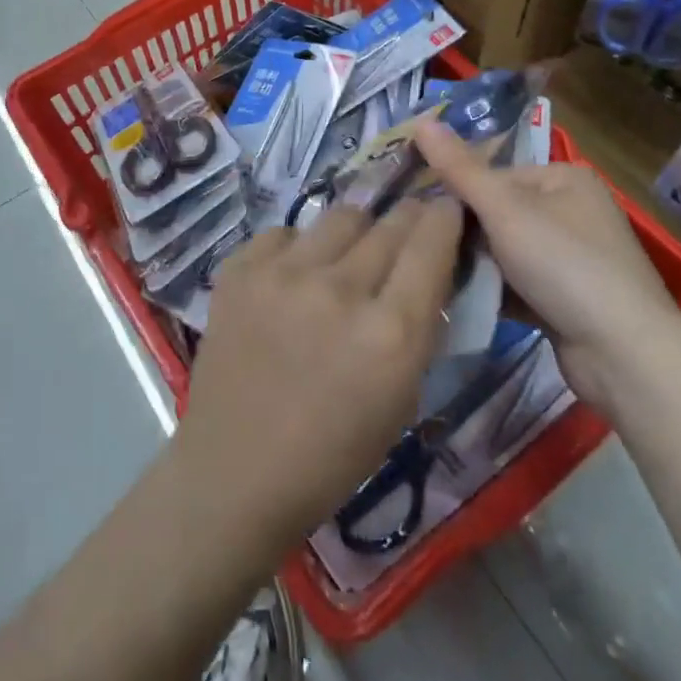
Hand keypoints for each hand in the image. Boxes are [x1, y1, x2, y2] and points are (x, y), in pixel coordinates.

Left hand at [175, 197, 462, 553]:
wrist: (234, 471)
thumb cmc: (331, 455)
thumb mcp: (400, 399)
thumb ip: (418, 329)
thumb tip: (426, 272)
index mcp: (390, 333)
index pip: (430, 244)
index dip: (444, 219)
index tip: (446, 209)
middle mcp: (339, 289)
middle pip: (387, 223)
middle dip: (406, 220)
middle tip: (406, 227)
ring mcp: (282, 273)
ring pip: (339, 217)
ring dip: (354, 233)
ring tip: (346, 258)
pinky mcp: (239, 269)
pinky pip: (284, 233)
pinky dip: (297, 249)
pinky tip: (291, 280)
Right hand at [413, 120, 680, 407]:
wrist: (624, 355)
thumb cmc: (564, 265)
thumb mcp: (503, 209)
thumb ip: (458, 168)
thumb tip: (420, 121)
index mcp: (563, 177)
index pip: (492, 175)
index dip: (455, 193)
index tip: (420, 216)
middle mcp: (572, 210)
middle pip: (497, 213)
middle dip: (464, 233)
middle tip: (425, 247)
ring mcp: (573, 257)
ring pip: (505, 251)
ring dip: (476, 264)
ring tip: (436, 274)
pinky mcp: (568, 298)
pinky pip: (518, 283)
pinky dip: (494, 289)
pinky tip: (461, 299)